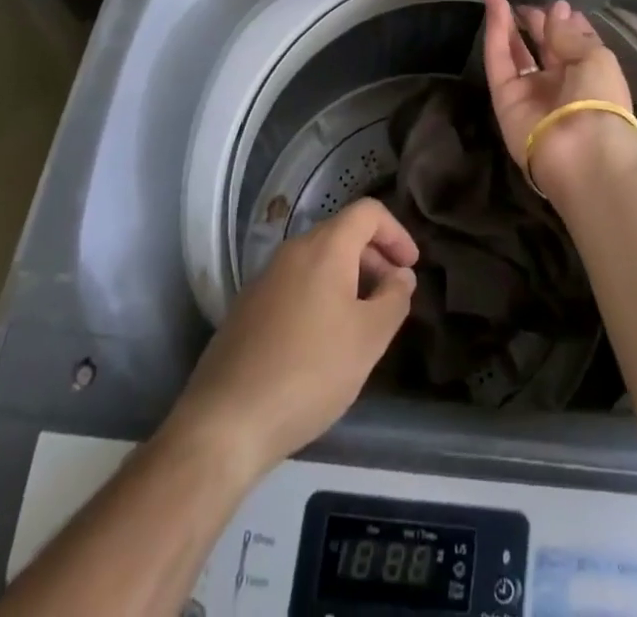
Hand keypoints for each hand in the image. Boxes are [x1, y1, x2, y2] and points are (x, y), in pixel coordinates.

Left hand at [165, 198, 417, 482]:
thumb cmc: (310, 372)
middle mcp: (292, 251)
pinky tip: (323, 341)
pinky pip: (295, 284)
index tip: (410, 267)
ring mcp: (264, 278)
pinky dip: (320, 295)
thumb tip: (400, 276)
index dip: (396, 232)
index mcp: (325, 247)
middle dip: (374, 256)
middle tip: (392, 295)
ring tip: (362, 321)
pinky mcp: (247, 308)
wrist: (225, 422)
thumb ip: (394, 299)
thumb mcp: (369, 339)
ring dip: (348, 278)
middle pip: (342, 233)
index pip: (368, 212)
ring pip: (317, 261)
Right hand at [480, 0, 636, 197]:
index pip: (574, 43)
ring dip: (506, 22)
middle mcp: (559, 83)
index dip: (564, 22)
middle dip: (535, 22)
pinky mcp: (504, 98)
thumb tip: (557, 9)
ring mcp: (530, 91)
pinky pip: (498, 61)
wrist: (582, 153)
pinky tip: (493, 5)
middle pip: (543, 46)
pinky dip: (495, 32)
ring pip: (515, 51)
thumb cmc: (601, 99)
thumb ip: (568, 33)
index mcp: (589, 74)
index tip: (556, 3)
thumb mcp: (594, 57)